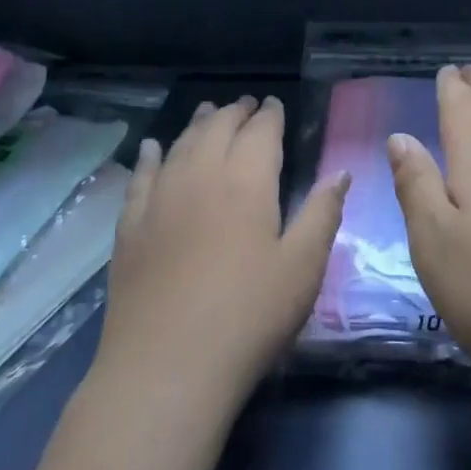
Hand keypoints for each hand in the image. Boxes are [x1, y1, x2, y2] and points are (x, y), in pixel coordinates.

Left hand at [96, 95, 348, 410]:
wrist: (168, 365)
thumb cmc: (250, 315)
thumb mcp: (303, 266)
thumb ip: (322, 213)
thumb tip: (340, 172)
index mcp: (247, 182)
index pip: (260, 133)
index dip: (269, 115)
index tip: (274, 104)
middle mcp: (200, 176)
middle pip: (217, 130)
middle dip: (234, 113)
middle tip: (246, 104)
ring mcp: (159, 200)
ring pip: (179, 145)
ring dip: (197, 125)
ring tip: (208, 112)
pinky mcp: (130, 227)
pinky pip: (141, 177)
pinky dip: (151, 156)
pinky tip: (153, 148)